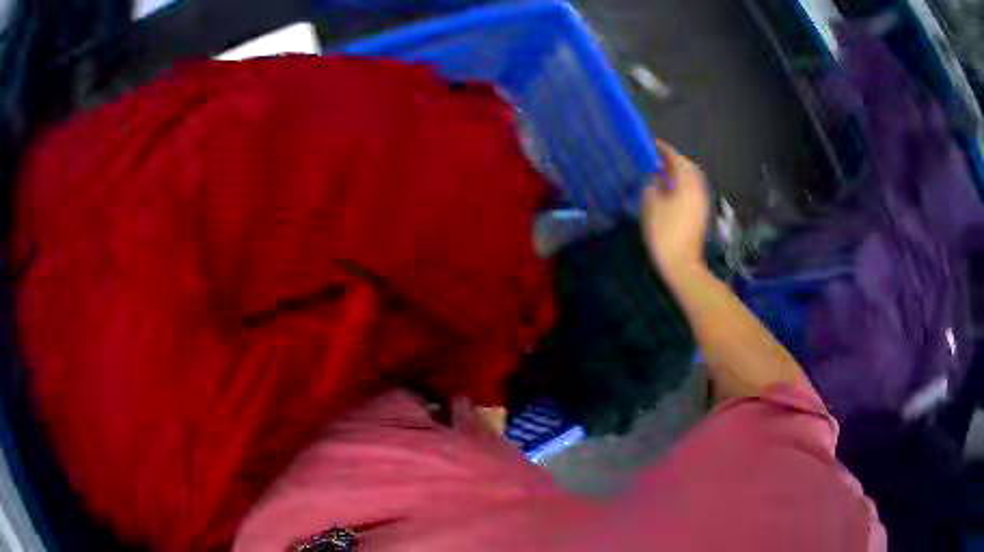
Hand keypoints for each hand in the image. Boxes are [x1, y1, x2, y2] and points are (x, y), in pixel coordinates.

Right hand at [641, 141, 709, 278]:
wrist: (682, 265)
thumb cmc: (664, 234)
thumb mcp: (651, 205)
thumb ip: (653, 185)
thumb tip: (657, 176)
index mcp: (686, 184)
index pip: (676, 159)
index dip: (664, 150)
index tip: (652, 144)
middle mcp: (697, 189)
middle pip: (688, 167)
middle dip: (674, 159)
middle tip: (658, 158)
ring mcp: (700, 202)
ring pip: (692, 179)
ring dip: (679, 172)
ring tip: (663, 172)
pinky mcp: (700, 214)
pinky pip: (692, 190)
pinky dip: (682, 184)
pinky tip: (671, 190)